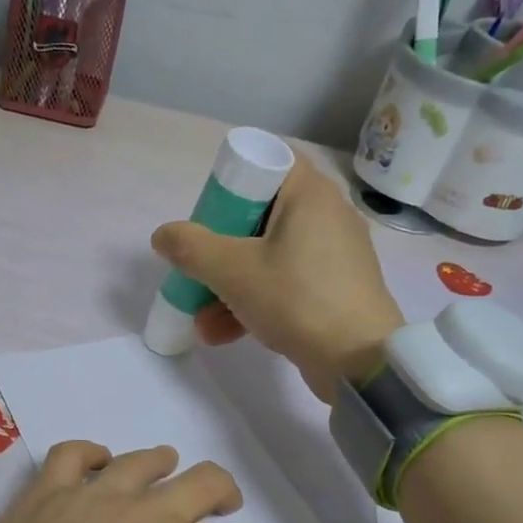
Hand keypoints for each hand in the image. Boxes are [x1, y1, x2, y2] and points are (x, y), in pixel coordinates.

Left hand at [0, 442, 279, 522]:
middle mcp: (148, 512)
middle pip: (204, 482)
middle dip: (226, 493)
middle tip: (226, 508)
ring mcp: (93, 495)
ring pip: (143, 460)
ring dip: (168, 463)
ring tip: (171, 473)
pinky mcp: (45, 493)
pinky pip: (74, 452)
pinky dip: (93, 453)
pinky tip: (99, 464)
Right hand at [151, 160, 403, 401]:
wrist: (359, 361)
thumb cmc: (296, 299)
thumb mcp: (232, 271)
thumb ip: (191, 248)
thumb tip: (163, 235)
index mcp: (310, 194)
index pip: (269, 161)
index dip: (233, 182)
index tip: (209, 214)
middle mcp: (327, 216)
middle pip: (261, 215)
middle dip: (220, 247)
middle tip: (199, 267)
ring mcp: (333, 255)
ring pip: (268, 256)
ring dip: (229, 284)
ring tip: (201, 319)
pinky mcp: (334, 289)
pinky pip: (285, 283)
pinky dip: (255, 301)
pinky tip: (221, 334)